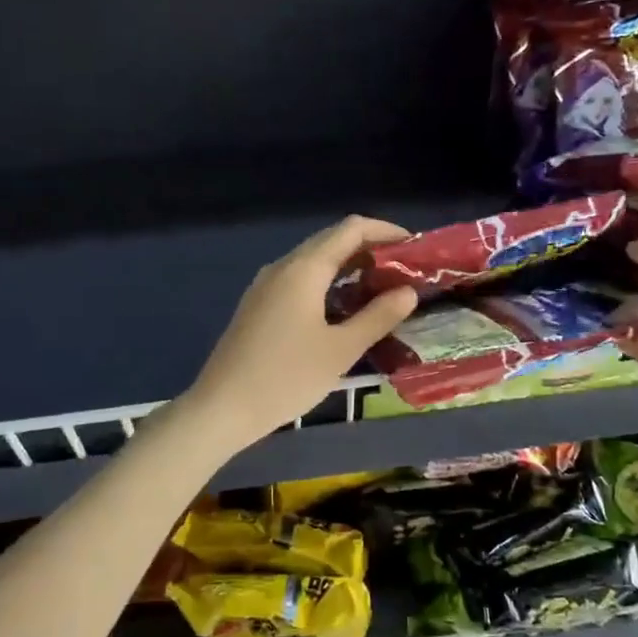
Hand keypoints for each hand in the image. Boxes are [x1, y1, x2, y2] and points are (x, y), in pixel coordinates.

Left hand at [180, 216, 419, 452]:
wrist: (222, 407)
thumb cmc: (286, 377)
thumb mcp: (341, 350)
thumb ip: (377, 317)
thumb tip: (408, 292)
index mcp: (304, 268)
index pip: (351, 229)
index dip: (386, 231)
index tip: (415, 248)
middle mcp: (283, 267)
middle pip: (332, 241)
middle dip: (370, 249)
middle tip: (404, 272)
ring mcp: (266, 285)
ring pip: (314, 261)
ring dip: (348, 268)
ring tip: (381, 290)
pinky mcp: (258, 305)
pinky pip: (300, 280)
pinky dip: (328, 284)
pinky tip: (343, 309)